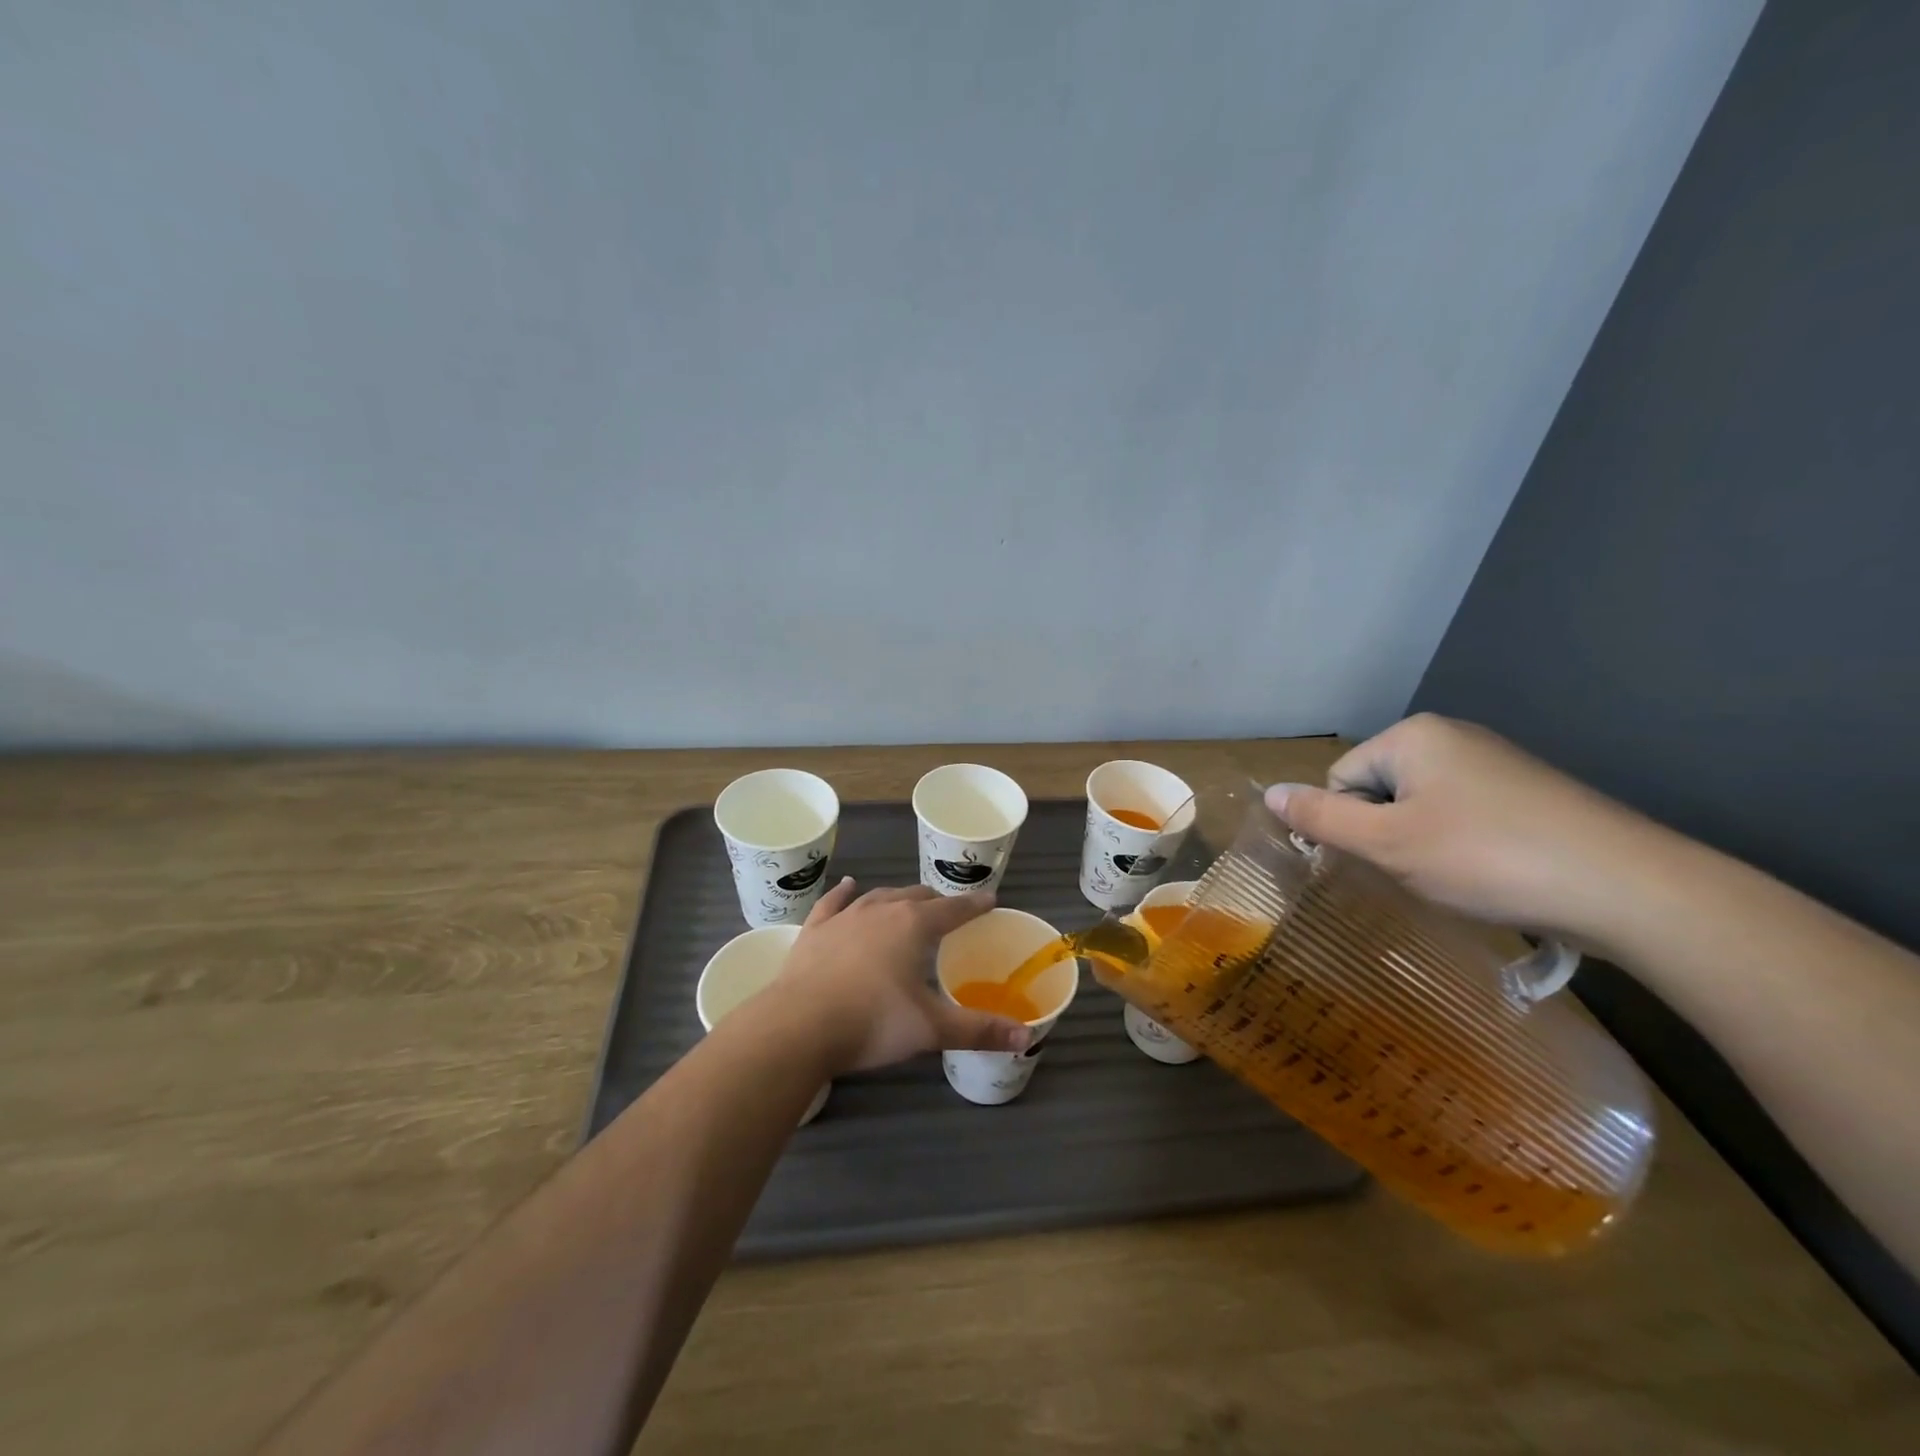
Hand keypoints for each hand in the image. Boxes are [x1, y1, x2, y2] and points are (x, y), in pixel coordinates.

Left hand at [765, 879, 1032, 1074]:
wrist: (799, 1025)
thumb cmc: (873, 1022)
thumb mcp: (931, 1029)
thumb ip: (979, 1030)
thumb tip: (1026, 1038)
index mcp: (915, 925)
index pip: (954, 909)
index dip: (974, 906)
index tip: (989, 900)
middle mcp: (882, 910)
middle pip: (917, 896)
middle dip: (937, 902)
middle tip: (949, 913)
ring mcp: (845, 917)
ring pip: (879, 896)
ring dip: (898, 897)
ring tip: (908, 901)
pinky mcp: (815, 930)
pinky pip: (834, 902)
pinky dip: (844, 893)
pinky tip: (849, 886)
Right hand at [1264, 713, 1657, 936]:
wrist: (1628, 888)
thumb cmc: (1486, 858)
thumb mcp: (1387, 843)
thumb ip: (1320, 818)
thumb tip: (1266, 793)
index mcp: (1412, 736)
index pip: (1341, 780)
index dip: (1349, 827)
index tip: (1382, 863)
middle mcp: (1452, 736)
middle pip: (1380, 790)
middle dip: (1386, 835)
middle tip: (1419, 873)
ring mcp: (1495, 762)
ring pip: (1421, 807)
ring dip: (1421, 845)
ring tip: (1457, 879)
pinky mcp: (1529, 792)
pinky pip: (1464, 815)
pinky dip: (1462, 847)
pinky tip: (1490, 875)